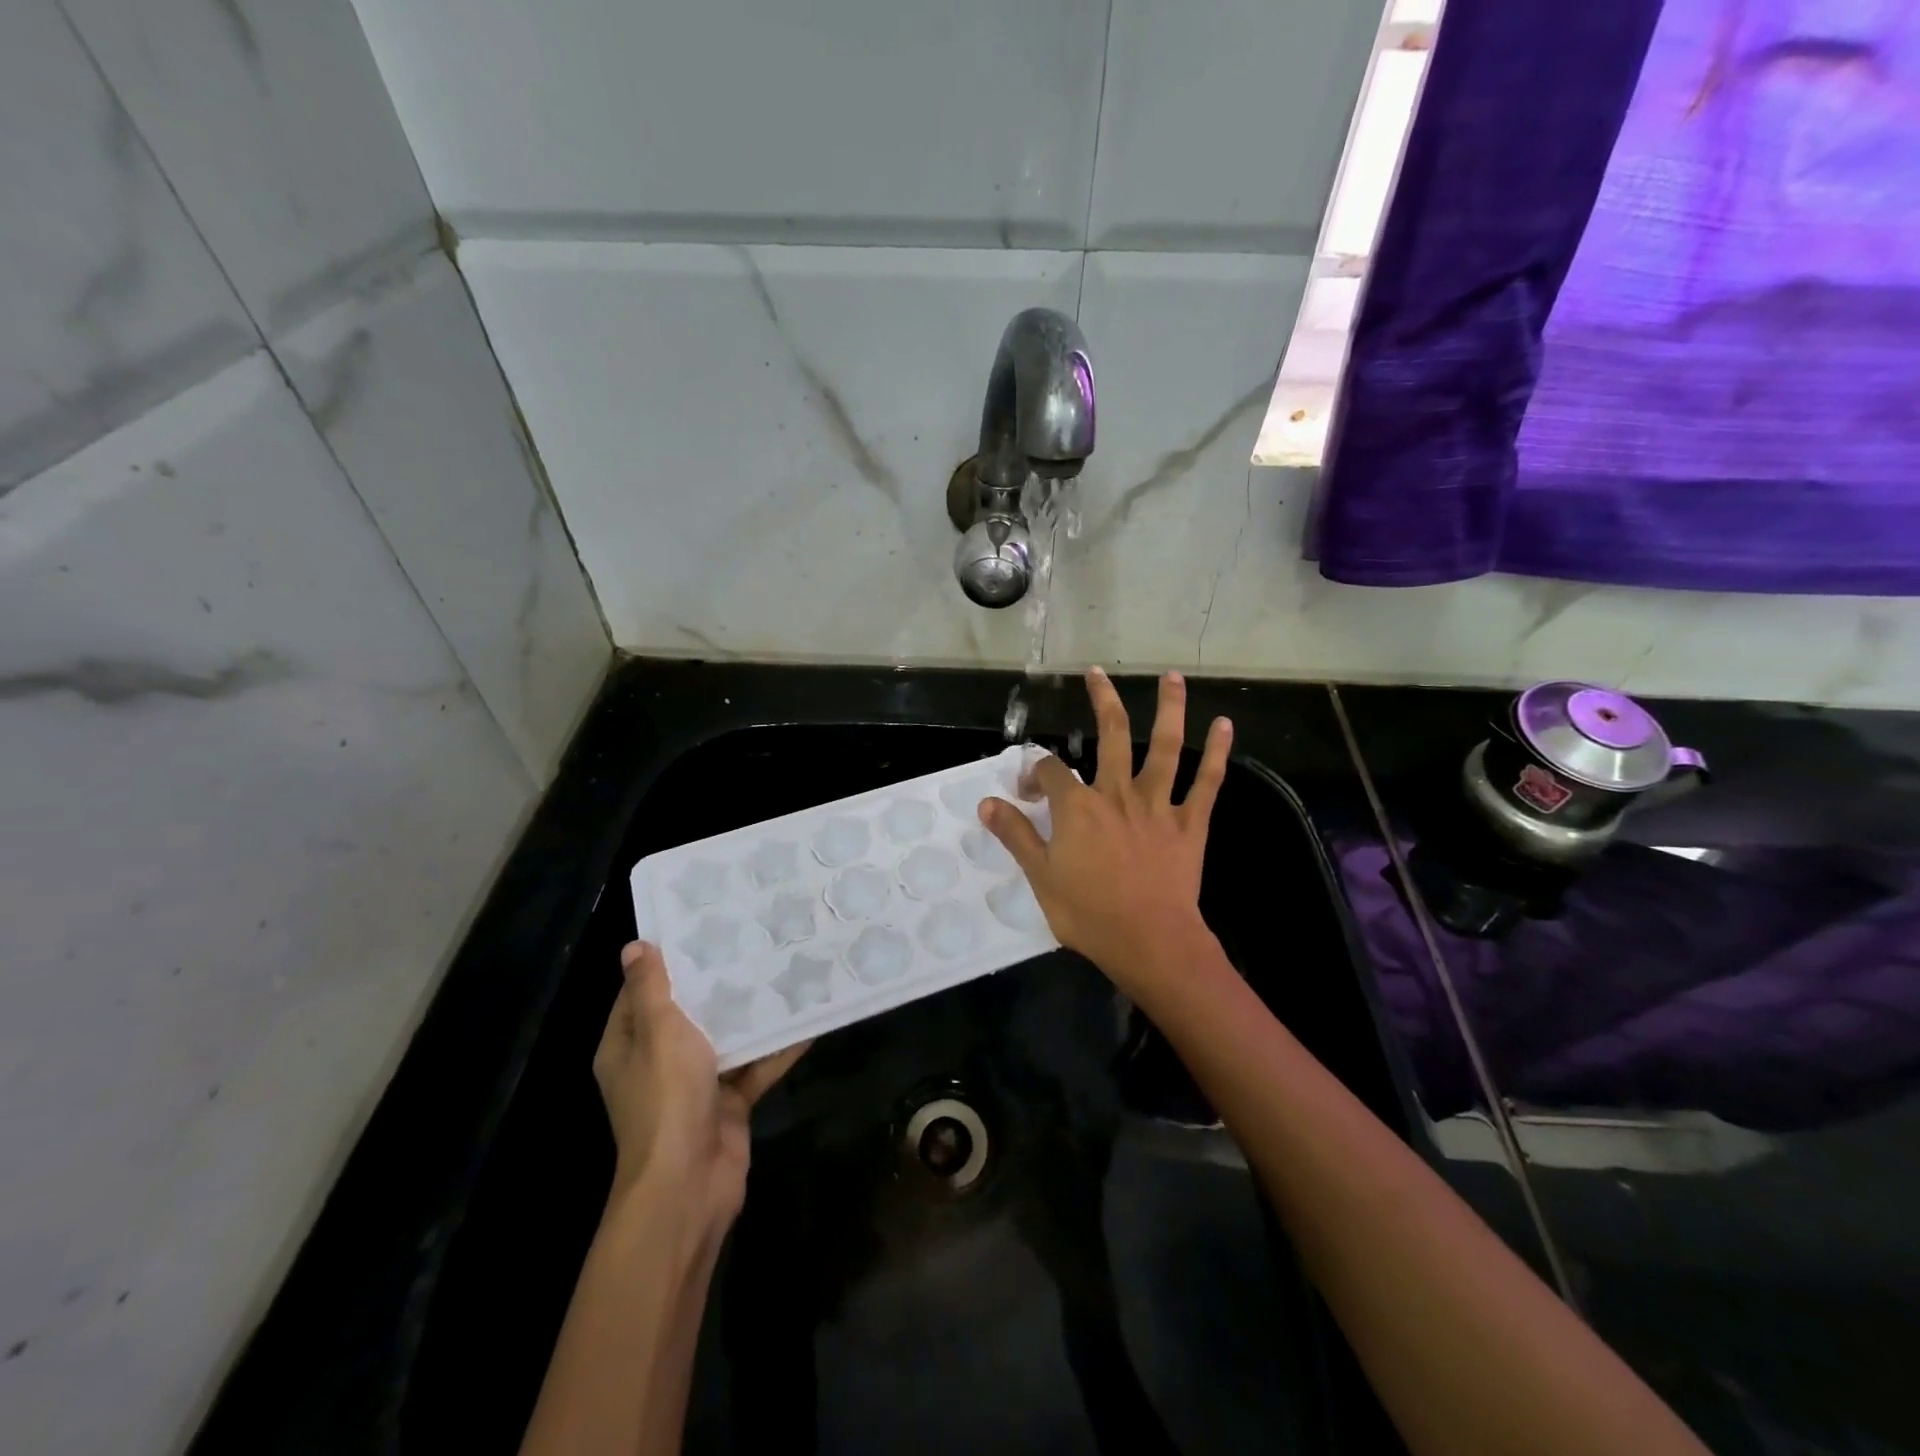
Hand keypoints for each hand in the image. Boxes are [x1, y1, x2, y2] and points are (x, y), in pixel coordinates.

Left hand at [593, 941, 806, 1226]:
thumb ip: (652, 989)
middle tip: (751, 940)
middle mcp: (658, 1062)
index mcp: (628, 1045)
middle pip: (688, 1013)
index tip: (700, 928)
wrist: (690, 1183)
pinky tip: (807, 1020)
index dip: (666, 961)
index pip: (641, 993)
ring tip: (783, 969)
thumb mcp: (658, 1032)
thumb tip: (634, 946)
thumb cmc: (666, 1098)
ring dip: (751, 1013)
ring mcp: (695, 1085)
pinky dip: (776, 1049)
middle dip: (718, 982)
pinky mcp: (728, 1103)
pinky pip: (754, 1067)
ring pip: (726, 1038)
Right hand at [980, 668, 1229, 991]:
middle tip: (1097, 673)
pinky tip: (1224, 725)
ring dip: (1168, 709)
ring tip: (1171, 677)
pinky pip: (1207, 782)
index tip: (1029, 791)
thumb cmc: (1089, 914)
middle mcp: (1117, 793)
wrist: (1150, 942)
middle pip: (1111, 735)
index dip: (1035, 773)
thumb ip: (1015, 835)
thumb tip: (987, 803)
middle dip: (1102, 700)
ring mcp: (1157, 805)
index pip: (1051, 770)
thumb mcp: (1040, 877)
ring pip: (1165, 746)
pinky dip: (1217, 752)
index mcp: (1078, 807)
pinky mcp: (1190, 823)